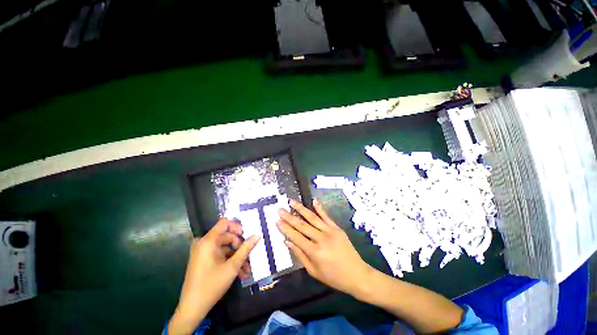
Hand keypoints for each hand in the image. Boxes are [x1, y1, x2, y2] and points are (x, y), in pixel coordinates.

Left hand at [169, 219, 259, 334]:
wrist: (192, 308)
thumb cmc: (212, 285)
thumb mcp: (232, 266)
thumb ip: (246, 249)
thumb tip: (257, 235)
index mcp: (208, 241)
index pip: (225, 223)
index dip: (237, 226)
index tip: (246, 236)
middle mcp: (205, 243)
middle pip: (227, 236)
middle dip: (240, 247)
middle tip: (250, 258)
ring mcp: (204, 252)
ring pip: (226, 248)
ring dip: (237, 257)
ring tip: (247, 270)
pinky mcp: (204, 260)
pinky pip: (220, 255)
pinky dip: (230, 261)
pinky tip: (240, 273)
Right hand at [277, 199, 373, 295]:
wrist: (356, 274)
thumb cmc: (333, 276)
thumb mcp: (313, 271)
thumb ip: (300, 255)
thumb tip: (287, 242)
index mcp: (314, 252)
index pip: (296, 237)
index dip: (285, 229)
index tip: (277, 221)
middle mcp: (321, 239)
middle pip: (302, 225)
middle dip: (289, 217)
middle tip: (280, 209)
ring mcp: (330, 231)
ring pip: (312, 218)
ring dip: (301, 209)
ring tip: (292, 201)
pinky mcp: (337, 228)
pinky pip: (326, 216)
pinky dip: (320, 208)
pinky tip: (313, 200)